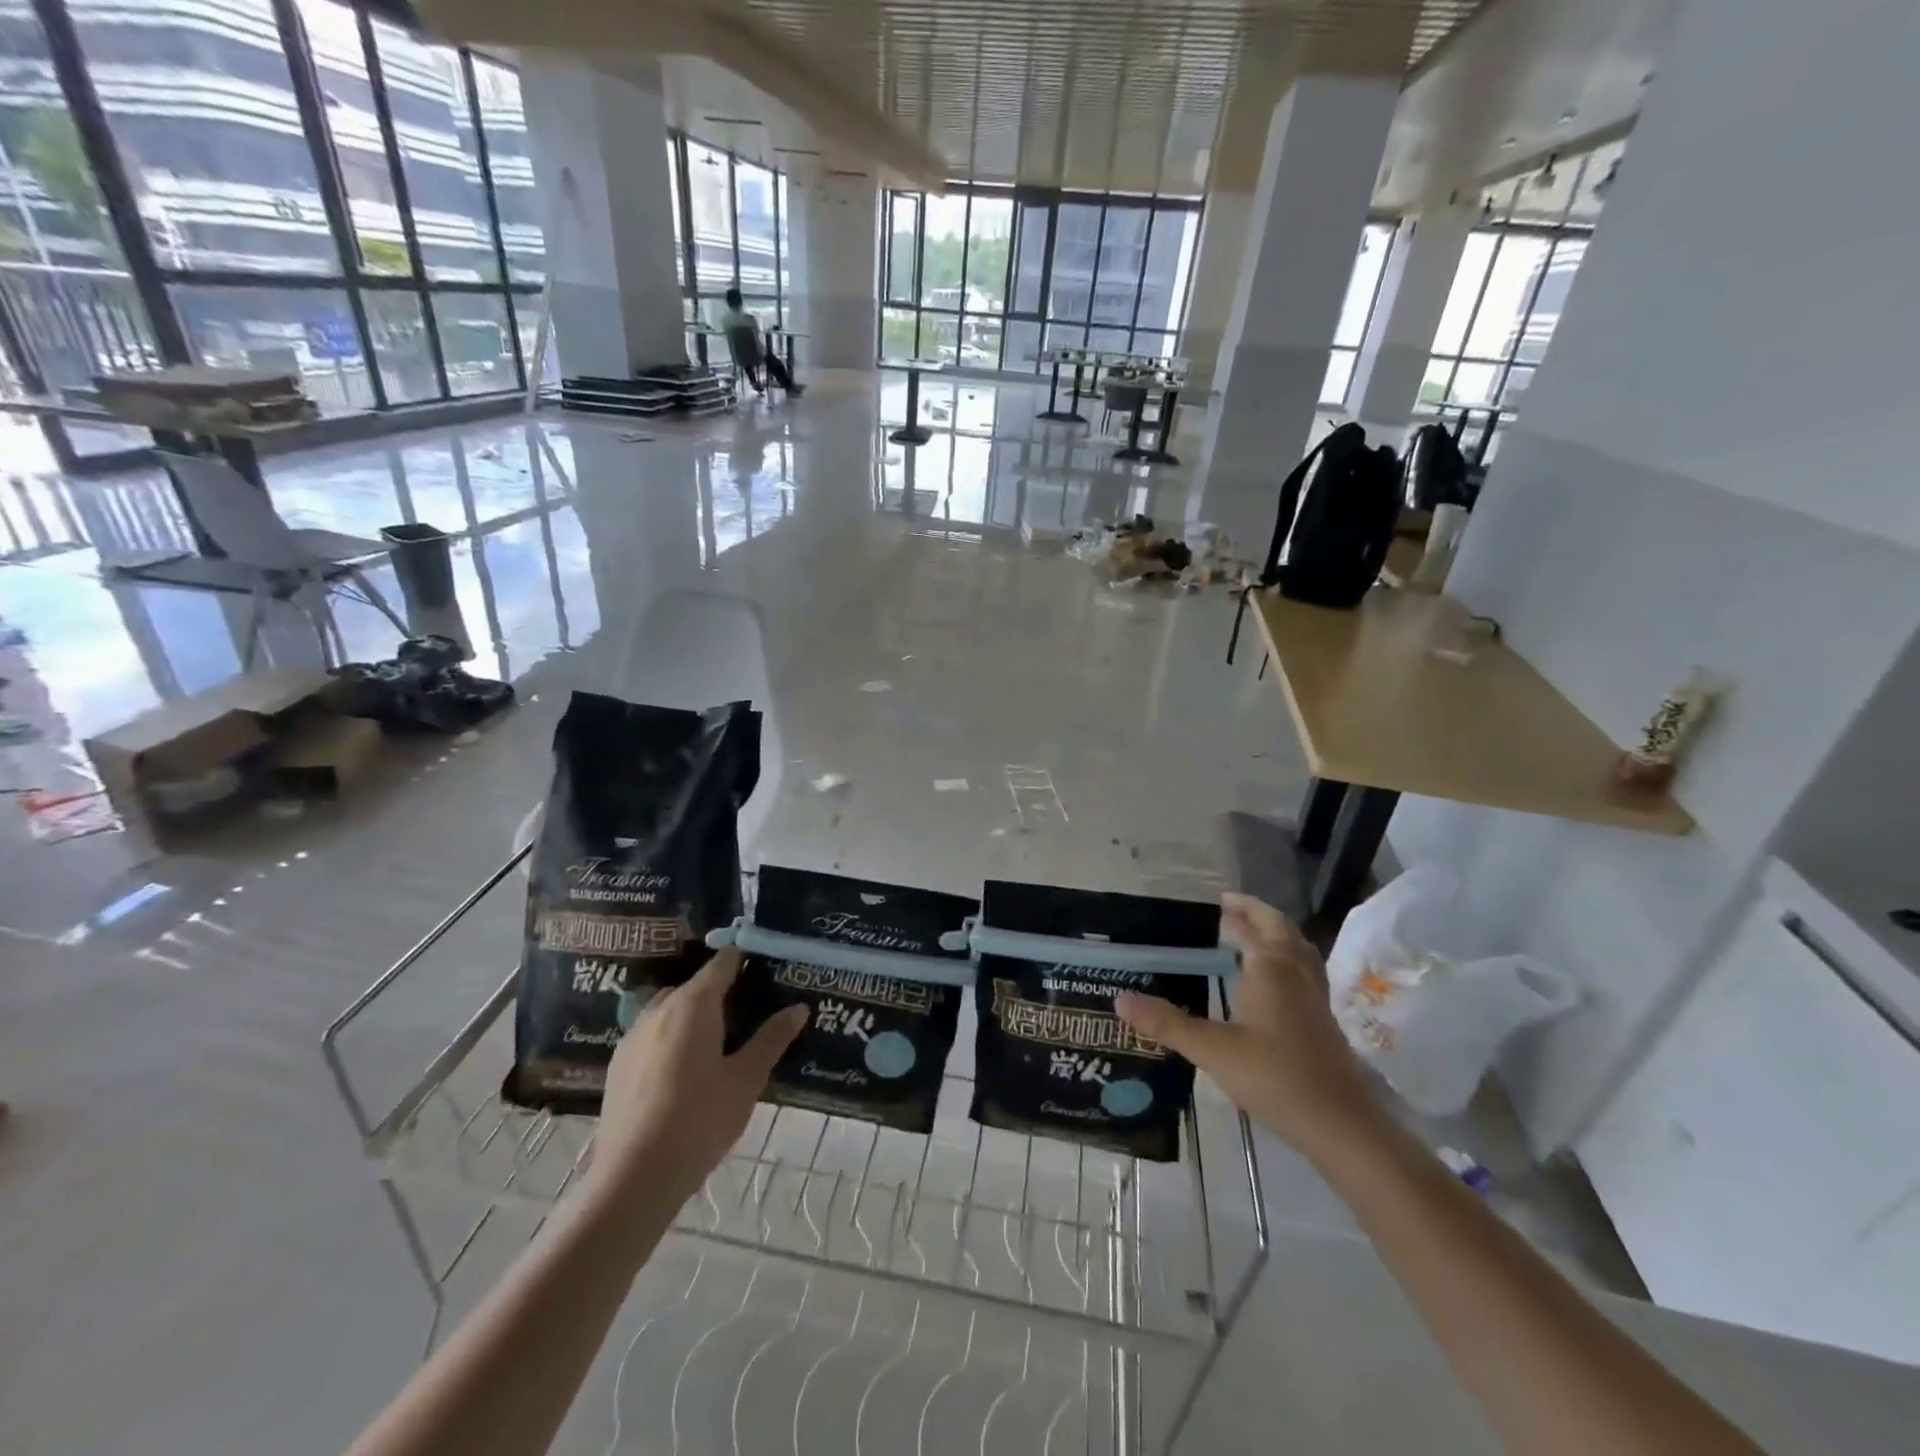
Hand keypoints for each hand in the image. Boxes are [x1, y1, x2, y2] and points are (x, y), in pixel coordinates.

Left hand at [592, 948, 806, 1200]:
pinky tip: (685, 1071)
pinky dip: (672, 1038)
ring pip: (670, 1010)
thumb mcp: (747, 1079)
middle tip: (751, 1012)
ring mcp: (633, 1036)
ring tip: (719, 1043)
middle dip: (721, 991)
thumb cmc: (700, 1120)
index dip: (745, 958)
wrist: (633, 1178)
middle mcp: (659, 1009)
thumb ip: (772, 1038)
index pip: (723, 963)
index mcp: (694, 1004)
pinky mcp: (618, 1065)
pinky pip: (652, 1035)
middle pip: (695, 985)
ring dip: (693, 1015)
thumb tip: (799, 1007)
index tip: (767, 965)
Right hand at [1116, 892, 1384, 1162]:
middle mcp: (1295, 972)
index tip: (1205, 905)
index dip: (1228, 913)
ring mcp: (1314, 996)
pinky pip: (1303, 970)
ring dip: (1273, 933)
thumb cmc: (1276, 1078)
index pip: (1247, 926)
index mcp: (1271, 967)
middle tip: (1225, 908)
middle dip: (1253, 913)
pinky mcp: (1322, 1019)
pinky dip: (1285, 958)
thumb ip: (1167, 1024)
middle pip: (1278, 927)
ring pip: (1296, 948)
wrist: (1342, 1126)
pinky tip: (1271, 980)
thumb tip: (1120, 998)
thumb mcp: (1213, 1050)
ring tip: (1248, 934)